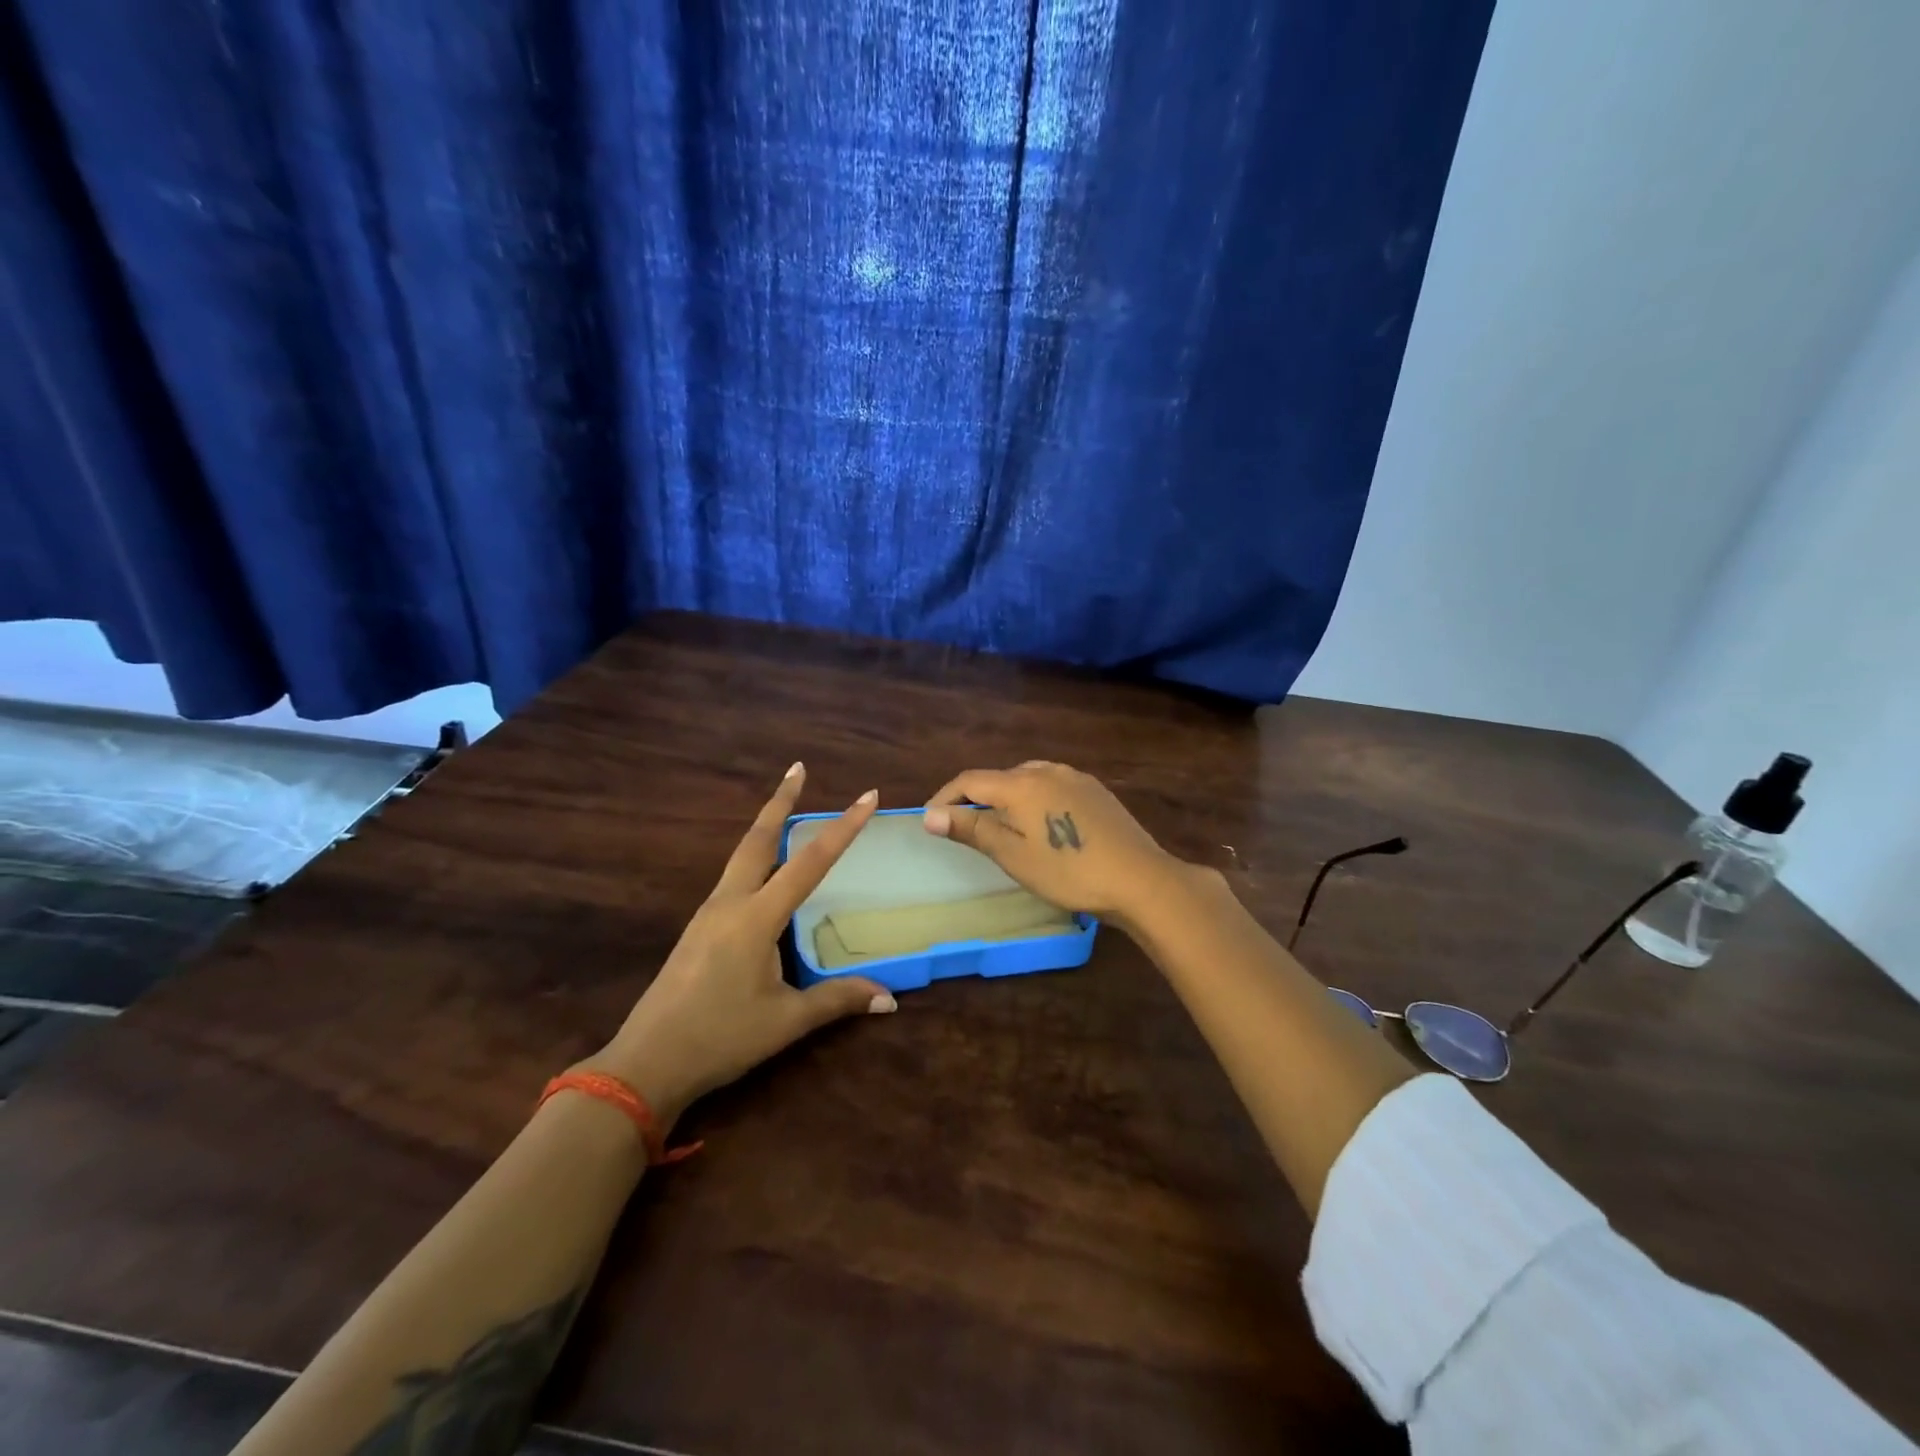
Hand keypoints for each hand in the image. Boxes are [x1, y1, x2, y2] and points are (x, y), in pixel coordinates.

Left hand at [590, 765, 894, 1125]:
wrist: (645, 1064)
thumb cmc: (720, 1038)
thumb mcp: (786, 1021)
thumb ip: (837, 1000)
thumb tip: (890, 999)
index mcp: (756, 918)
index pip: (809, 862)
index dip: (842, 828)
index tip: (867, 796)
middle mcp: (730, 903)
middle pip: (758, 839)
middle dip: (780, 801)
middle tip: (798, 769)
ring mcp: (709, 914)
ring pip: (742, 856)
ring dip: (766, 828)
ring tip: (789, 811)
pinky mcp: (699, 929)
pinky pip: (734, 879)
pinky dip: (756, 860)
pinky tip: (766, 874)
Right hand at [922, 761, 1191, 928]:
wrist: (1140, 879)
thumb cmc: (1069, 872)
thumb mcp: (1013, 856)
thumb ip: (972, 829)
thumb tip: (930, 814)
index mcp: (1021, 783)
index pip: (969, 780)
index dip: (945, 798)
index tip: (931, 820)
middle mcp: (1046, 770)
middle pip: (998, 778)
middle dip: (975, 798)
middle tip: (965, 829)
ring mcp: (1075, 777)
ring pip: (1027, 779)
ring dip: (1006, 798)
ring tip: (1002, 827)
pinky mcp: (1095, 790)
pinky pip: (1052, 785)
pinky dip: (1034, 800)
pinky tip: (1043, 825)